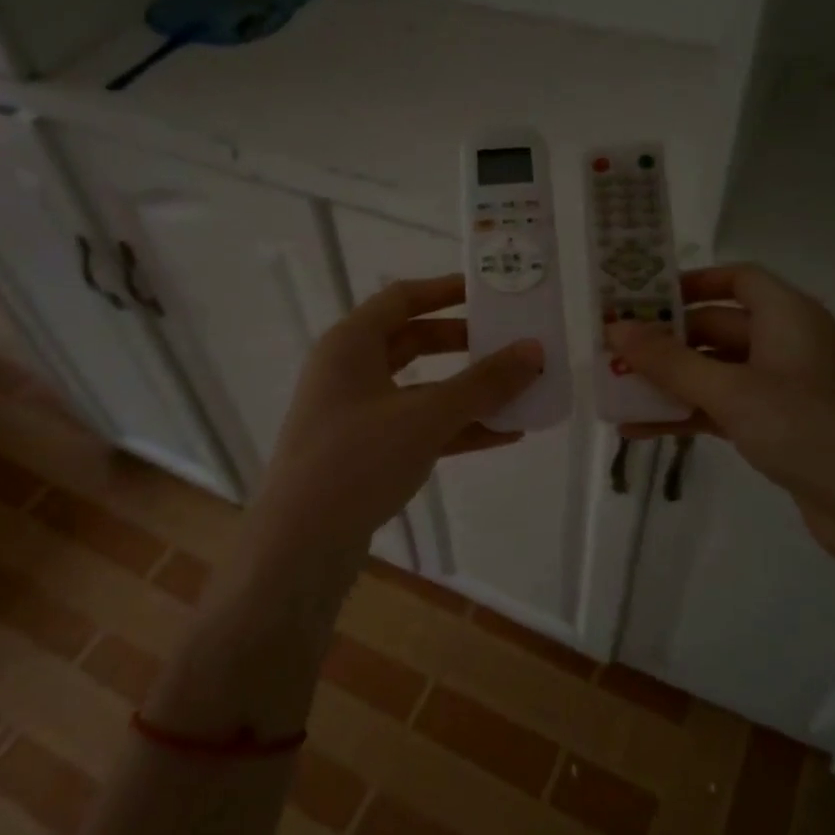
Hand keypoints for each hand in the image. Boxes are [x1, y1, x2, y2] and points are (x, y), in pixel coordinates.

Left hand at [252, 275, 542, 555]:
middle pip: (414, 342)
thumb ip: (483, 384)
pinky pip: (418, 427)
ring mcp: (356, 414)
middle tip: (509, 343)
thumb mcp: (425, 417)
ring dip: (467, 391)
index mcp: (350, 344)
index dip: (446, 290)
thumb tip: (534, 350)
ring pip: (420, 389)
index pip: (402, 298)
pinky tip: (502, 435)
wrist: (300, 544)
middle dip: (464, 344)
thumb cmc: (357, 461)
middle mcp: (349, 371)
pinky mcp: (365, 452)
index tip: (490, 292)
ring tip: (519, 392)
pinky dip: (456, 428)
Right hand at [606, 265, 834, 599]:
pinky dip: (685, 415)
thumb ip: (669, 362)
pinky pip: (721, 408)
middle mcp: (786, 343)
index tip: (642, 298)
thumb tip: (615, 329)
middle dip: (665, 341)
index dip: (691, 283)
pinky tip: (639, 430)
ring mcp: (782, 387)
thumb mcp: (731, 391)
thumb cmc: (806, 428)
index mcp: (788, 316)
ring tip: (615, 392)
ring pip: (714, 372)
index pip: (737, 279)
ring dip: (668, 383)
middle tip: (612, 351)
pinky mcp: (778, 426)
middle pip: (717, 328)